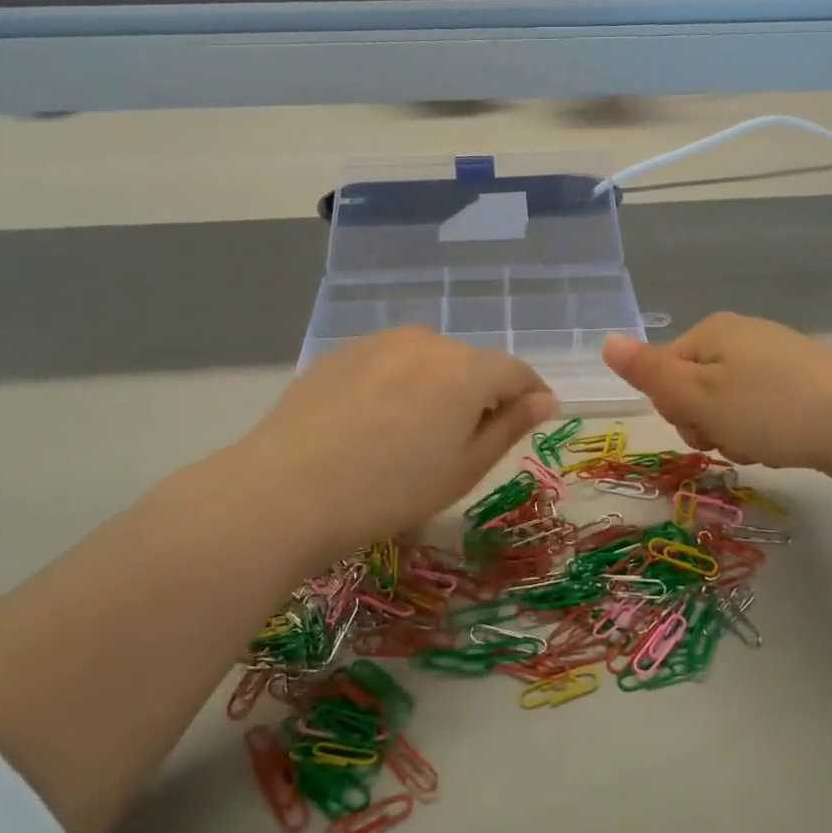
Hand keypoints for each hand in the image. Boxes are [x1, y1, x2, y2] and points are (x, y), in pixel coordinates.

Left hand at [200, 329, 557, 562]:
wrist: (287, 490)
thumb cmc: (391, 490)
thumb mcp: (464, 469)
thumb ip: (509, 427)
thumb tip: (544, 400)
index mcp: (467, 369)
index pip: (517, 372)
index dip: (531, 395)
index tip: (532, 420)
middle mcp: (427, 342)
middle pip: (471, 364)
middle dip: (481, 394)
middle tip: (466, 442)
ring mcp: (378, 342)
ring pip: (427, 361)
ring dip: (437, 387)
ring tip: (415, 434)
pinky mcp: (340, 353)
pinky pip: (388, 363)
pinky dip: (397, 385)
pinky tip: (374, 424)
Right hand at [601, 313, 831, 486]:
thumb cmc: (771, 409)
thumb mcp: (698, 395)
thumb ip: (649, 373)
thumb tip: (606, 341)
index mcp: (713, 331)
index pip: (663, 372)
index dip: (673, 407)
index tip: (700, 427)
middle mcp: (743, 336)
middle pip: (695, 388)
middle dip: (704, 423)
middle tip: (729, 439)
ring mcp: (778, 359)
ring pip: (729, 405)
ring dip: (733, 434)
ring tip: (761, 447)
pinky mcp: (807, 384)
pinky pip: (763, 410)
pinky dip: (765, 432)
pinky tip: (784, 446)